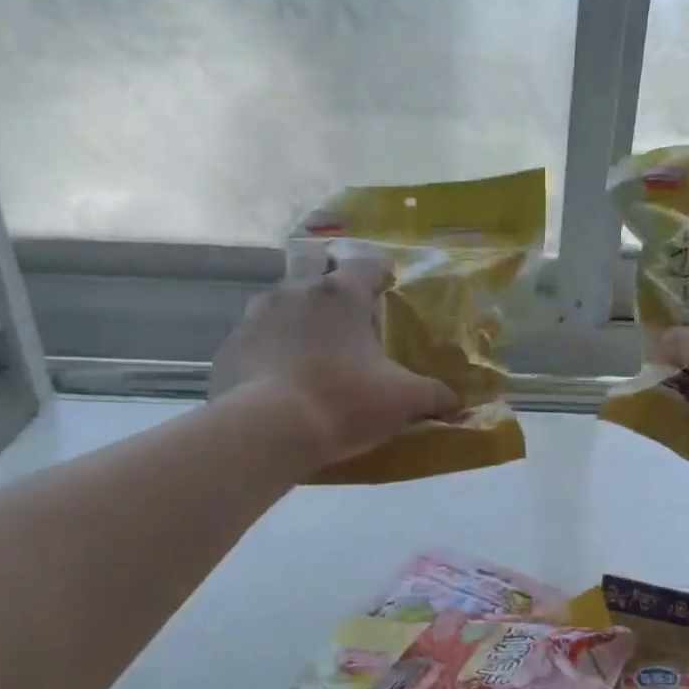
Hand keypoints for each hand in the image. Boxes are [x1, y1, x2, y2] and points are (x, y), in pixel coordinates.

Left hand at [211, 258, 459, 468]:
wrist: (269, 430)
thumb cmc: (345, 402)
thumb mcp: (403, 401)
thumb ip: (434, 396)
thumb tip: (457, 402)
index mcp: (341, 294)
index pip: (365, 263)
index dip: (379, 270)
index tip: (387, 283)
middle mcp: (296, 291)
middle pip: (310, 259)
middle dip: (325, 269)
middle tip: (341, 299)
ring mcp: (257, 316)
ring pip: (279, 296)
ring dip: (295, 309)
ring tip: (310, 341)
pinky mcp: (231, 346)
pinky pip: (254, 336)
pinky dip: (269, 346)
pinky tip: (279, 374)